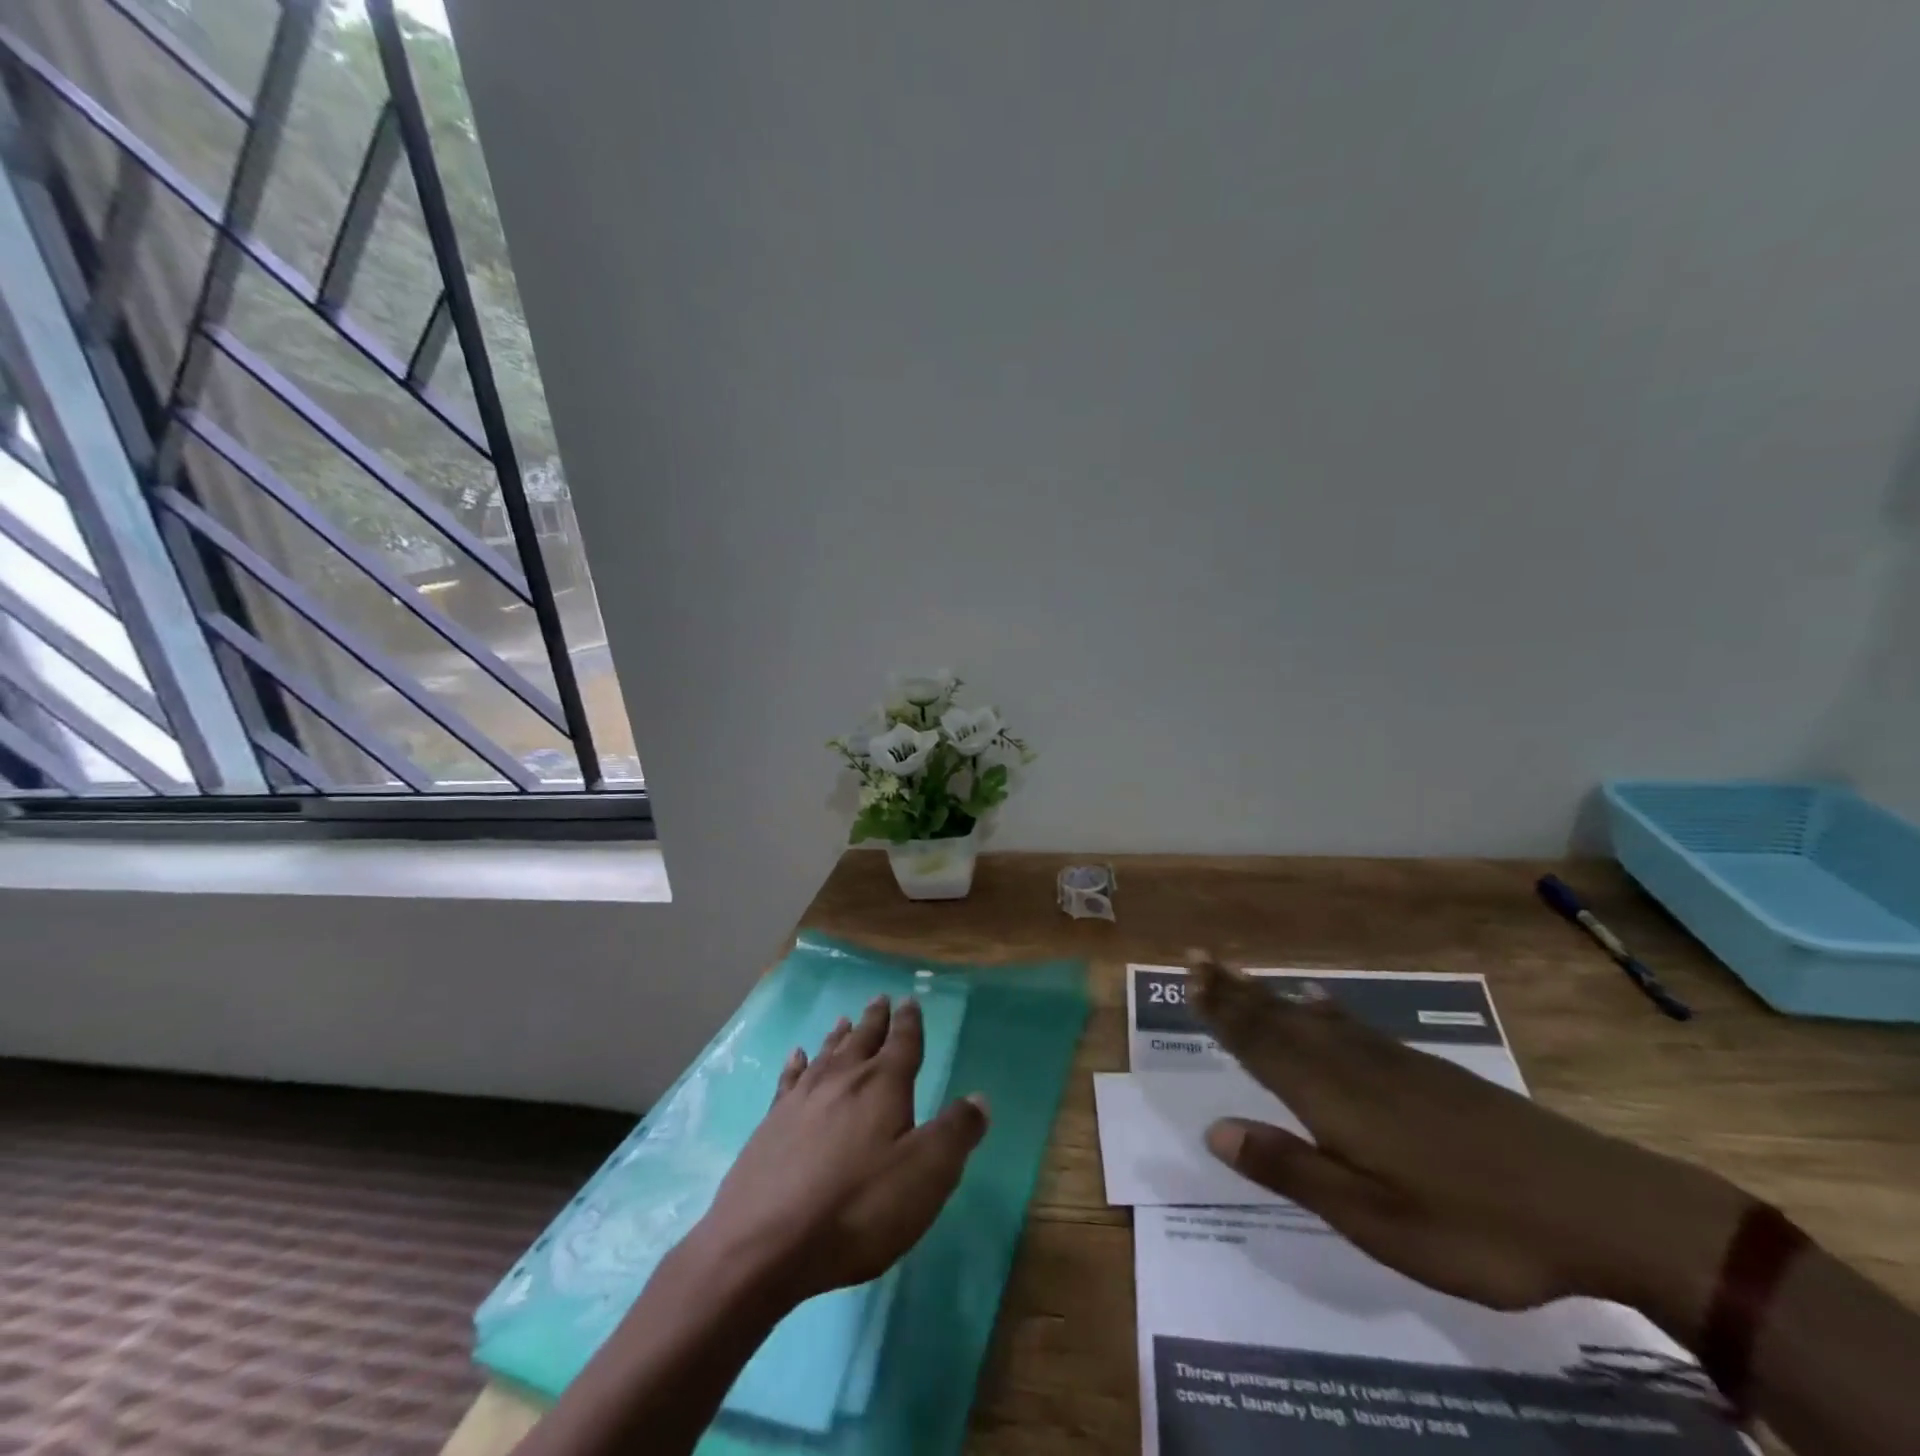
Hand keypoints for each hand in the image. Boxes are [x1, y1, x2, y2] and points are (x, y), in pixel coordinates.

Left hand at [686, 994, 988, 1304]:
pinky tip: (797, 1056)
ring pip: (828, 1054)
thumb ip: (955, 1134)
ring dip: (840, 1035)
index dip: (909, 1022)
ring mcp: (803, 1099)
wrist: (763, 1243)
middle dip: (875, 1020)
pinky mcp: (772, 1123)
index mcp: (883, 1086)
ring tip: (845, 1019)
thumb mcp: (925, 1176)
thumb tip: (979, 1098)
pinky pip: (790, 1079)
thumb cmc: (856, 1209)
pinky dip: (797, 1063)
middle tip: (881, 999)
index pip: (903, 1044)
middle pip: (863, 1040)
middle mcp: (844, 1080)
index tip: (910, 1000)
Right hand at [1189, 951, 1749, 1327]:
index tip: (1188, 977)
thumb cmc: (1475, 1227)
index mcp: (1332, 1099)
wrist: (1596, 1205)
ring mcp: (1393, 1064)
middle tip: (1197, 957)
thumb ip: (1292, 1169)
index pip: (1261, 1044)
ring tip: (1238, 974)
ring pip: (1313, 1019)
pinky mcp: (1427, 1072)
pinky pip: (1354, 1025)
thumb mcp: (1375, 1219)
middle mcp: (1352, 1067)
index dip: (1222, 1012)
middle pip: (1280, 1020)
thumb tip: (1216, 1130)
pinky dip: (1325, 1009)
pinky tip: (1319, 1001)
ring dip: (1269, 995)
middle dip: (1235, 991)